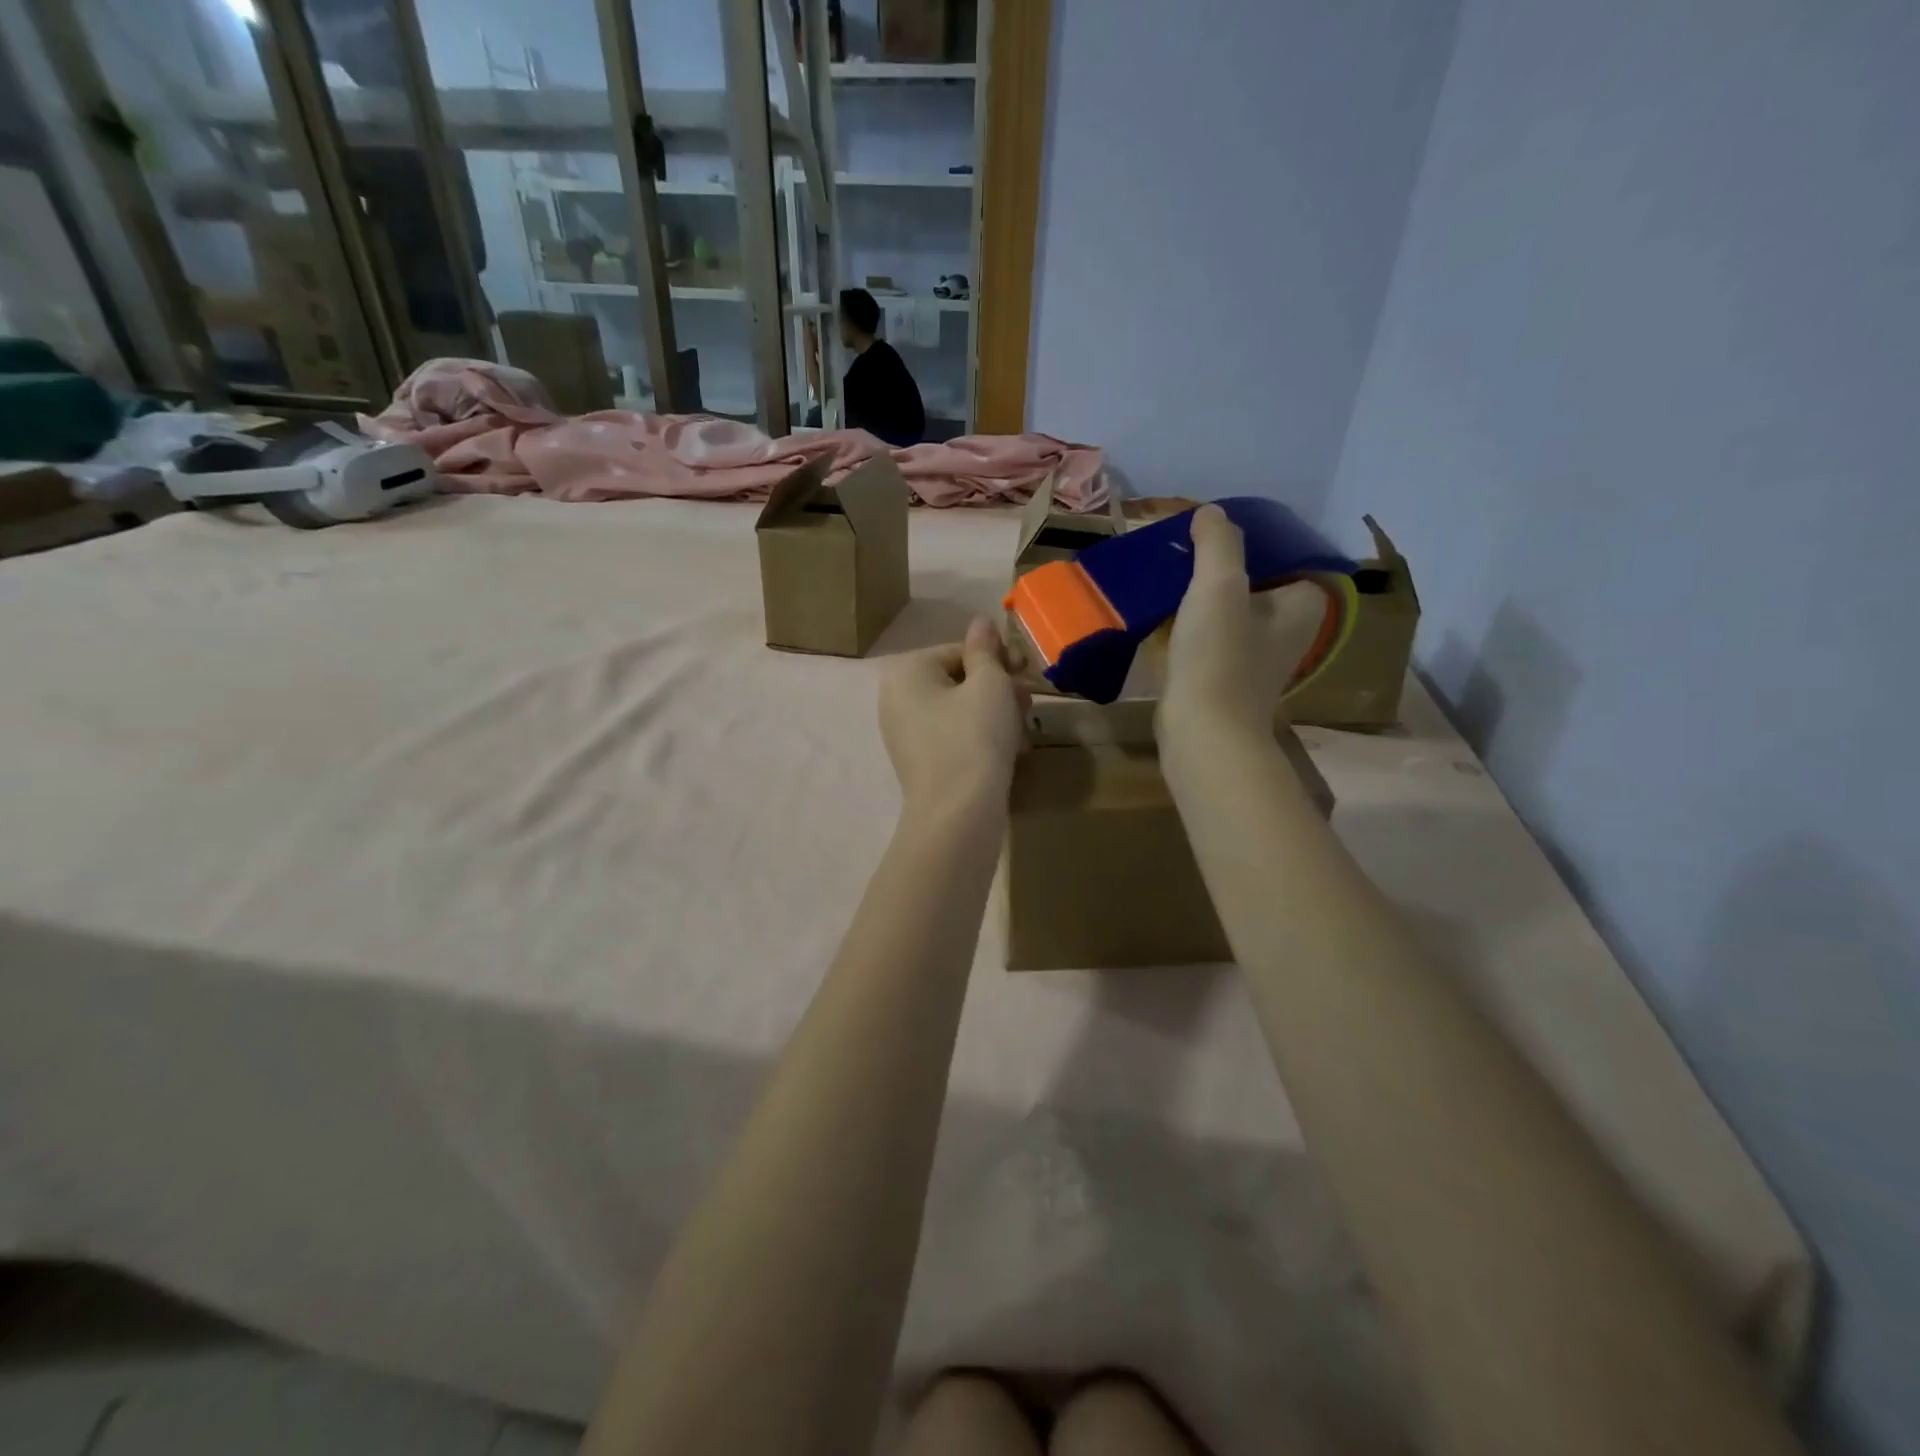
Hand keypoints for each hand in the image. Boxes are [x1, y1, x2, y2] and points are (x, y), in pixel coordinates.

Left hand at [880, 618, 1029, 817]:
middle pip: (958, 680)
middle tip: (1027, 702)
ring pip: (958, 709)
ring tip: (1022, 729)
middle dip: (997, 688)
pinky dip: (979, 736)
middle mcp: (896, 699)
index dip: (998, 658)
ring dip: (994, 712)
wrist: (958, 815)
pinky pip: (952, 736)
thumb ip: (986, 649)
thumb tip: (981, 622)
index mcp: (906, 672)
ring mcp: (904, 733)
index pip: (959, 651)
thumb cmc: (974, 738)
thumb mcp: (989, 685)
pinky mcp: (918, 762)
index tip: (1028, 672)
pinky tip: (1007, 750)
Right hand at [1161, 505, 1328, 741]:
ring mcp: (1255, 658)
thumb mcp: (1219, 585)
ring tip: (1166, 575)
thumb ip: (1218, 542)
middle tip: (1183, 548)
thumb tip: (1210, 513)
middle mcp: (1287, 631)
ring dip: (1199, 595)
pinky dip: (1188, 625)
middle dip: (1219, 566)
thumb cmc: (1220, 656)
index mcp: (1302, 605)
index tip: (1214, 531)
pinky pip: (1208, 638)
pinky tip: (1158, 614)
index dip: (1252, 540)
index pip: (1286, 556)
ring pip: (1227, 611)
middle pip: (1253, 582)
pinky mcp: (1224, 679)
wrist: (1202, 733)